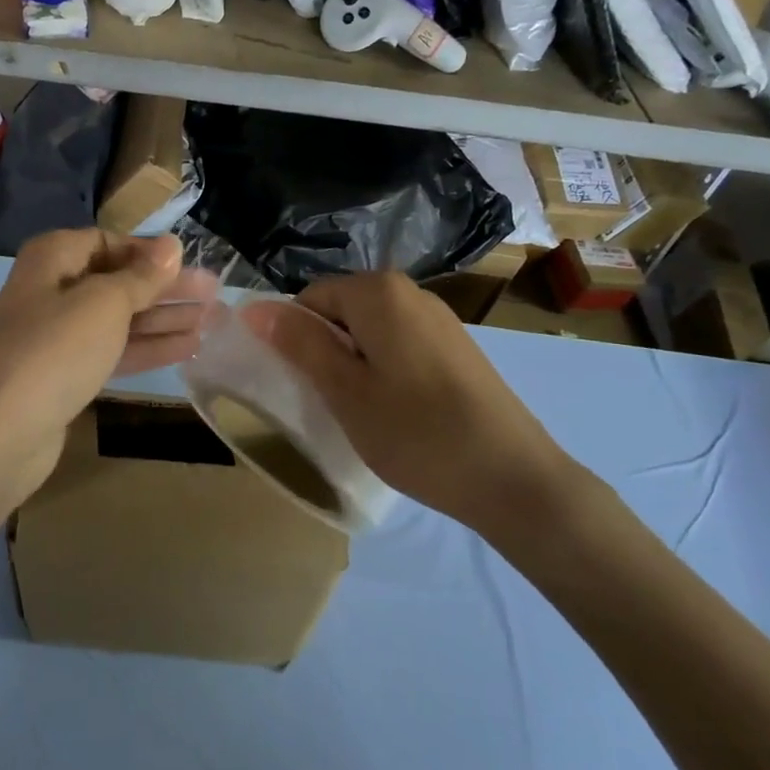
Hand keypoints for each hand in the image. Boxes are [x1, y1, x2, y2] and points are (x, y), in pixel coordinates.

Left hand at [0, 230, 219, 507]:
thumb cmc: (54, 350)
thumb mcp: (104, 303)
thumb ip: (142, 276)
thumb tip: (171, 245)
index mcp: (53, 259)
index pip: (108, 243)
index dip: (149, 253)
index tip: (190, 264)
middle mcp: (52, 291)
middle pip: (118, 282)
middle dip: (165, 289)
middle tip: (215, 295)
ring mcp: (57, 337)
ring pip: (119, 320)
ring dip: (163, 320)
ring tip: (212, 322)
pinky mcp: (65, 377)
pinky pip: (113, 353)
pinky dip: (147, 349)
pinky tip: (187, 350)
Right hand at [245, 272, 577, 531]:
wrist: (512, 477)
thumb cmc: (417, 433)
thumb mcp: (345, 391)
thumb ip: (301, 344)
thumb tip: (257, 309)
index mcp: (379, 292)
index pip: (310, 298)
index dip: (295, 338)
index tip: (301, 384)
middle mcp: (411, 292)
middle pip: (342, 310)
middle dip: (325, 349)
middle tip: (329, 401)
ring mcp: (439, 318)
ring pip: (371, 330)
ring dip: (354, 363)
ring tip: (362, 411)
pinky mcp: (457, 347)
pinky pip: (400, 345)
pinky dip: (384, 370)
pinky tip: (397, 411)